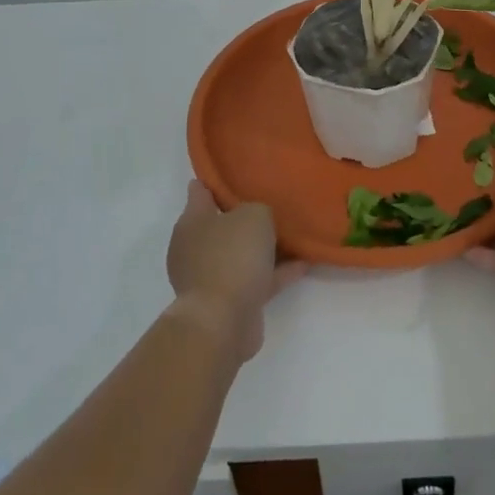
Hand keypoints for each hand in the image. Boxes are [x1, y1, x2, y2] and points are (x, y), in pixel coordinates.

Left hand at [166, 181, 308, 361]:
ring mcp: (209, 277)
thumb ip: (258, 209)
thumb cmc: (233, 256)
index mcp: (192, 222)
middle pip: (221, 225)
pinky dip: (275, 273)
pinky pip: (254, 279)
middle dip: (243, 218)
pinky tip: (302, 265)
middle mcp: (194, 248)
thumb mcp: (254, 216)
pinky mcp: (226, 303)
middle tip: (271, 206)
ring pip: (239, 254)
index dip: (216, 182)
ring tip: (293, 237)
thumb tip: (255, 219)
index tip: (236, 174)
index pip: (200, 192)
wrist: (222, 320)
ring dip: (263, 249)